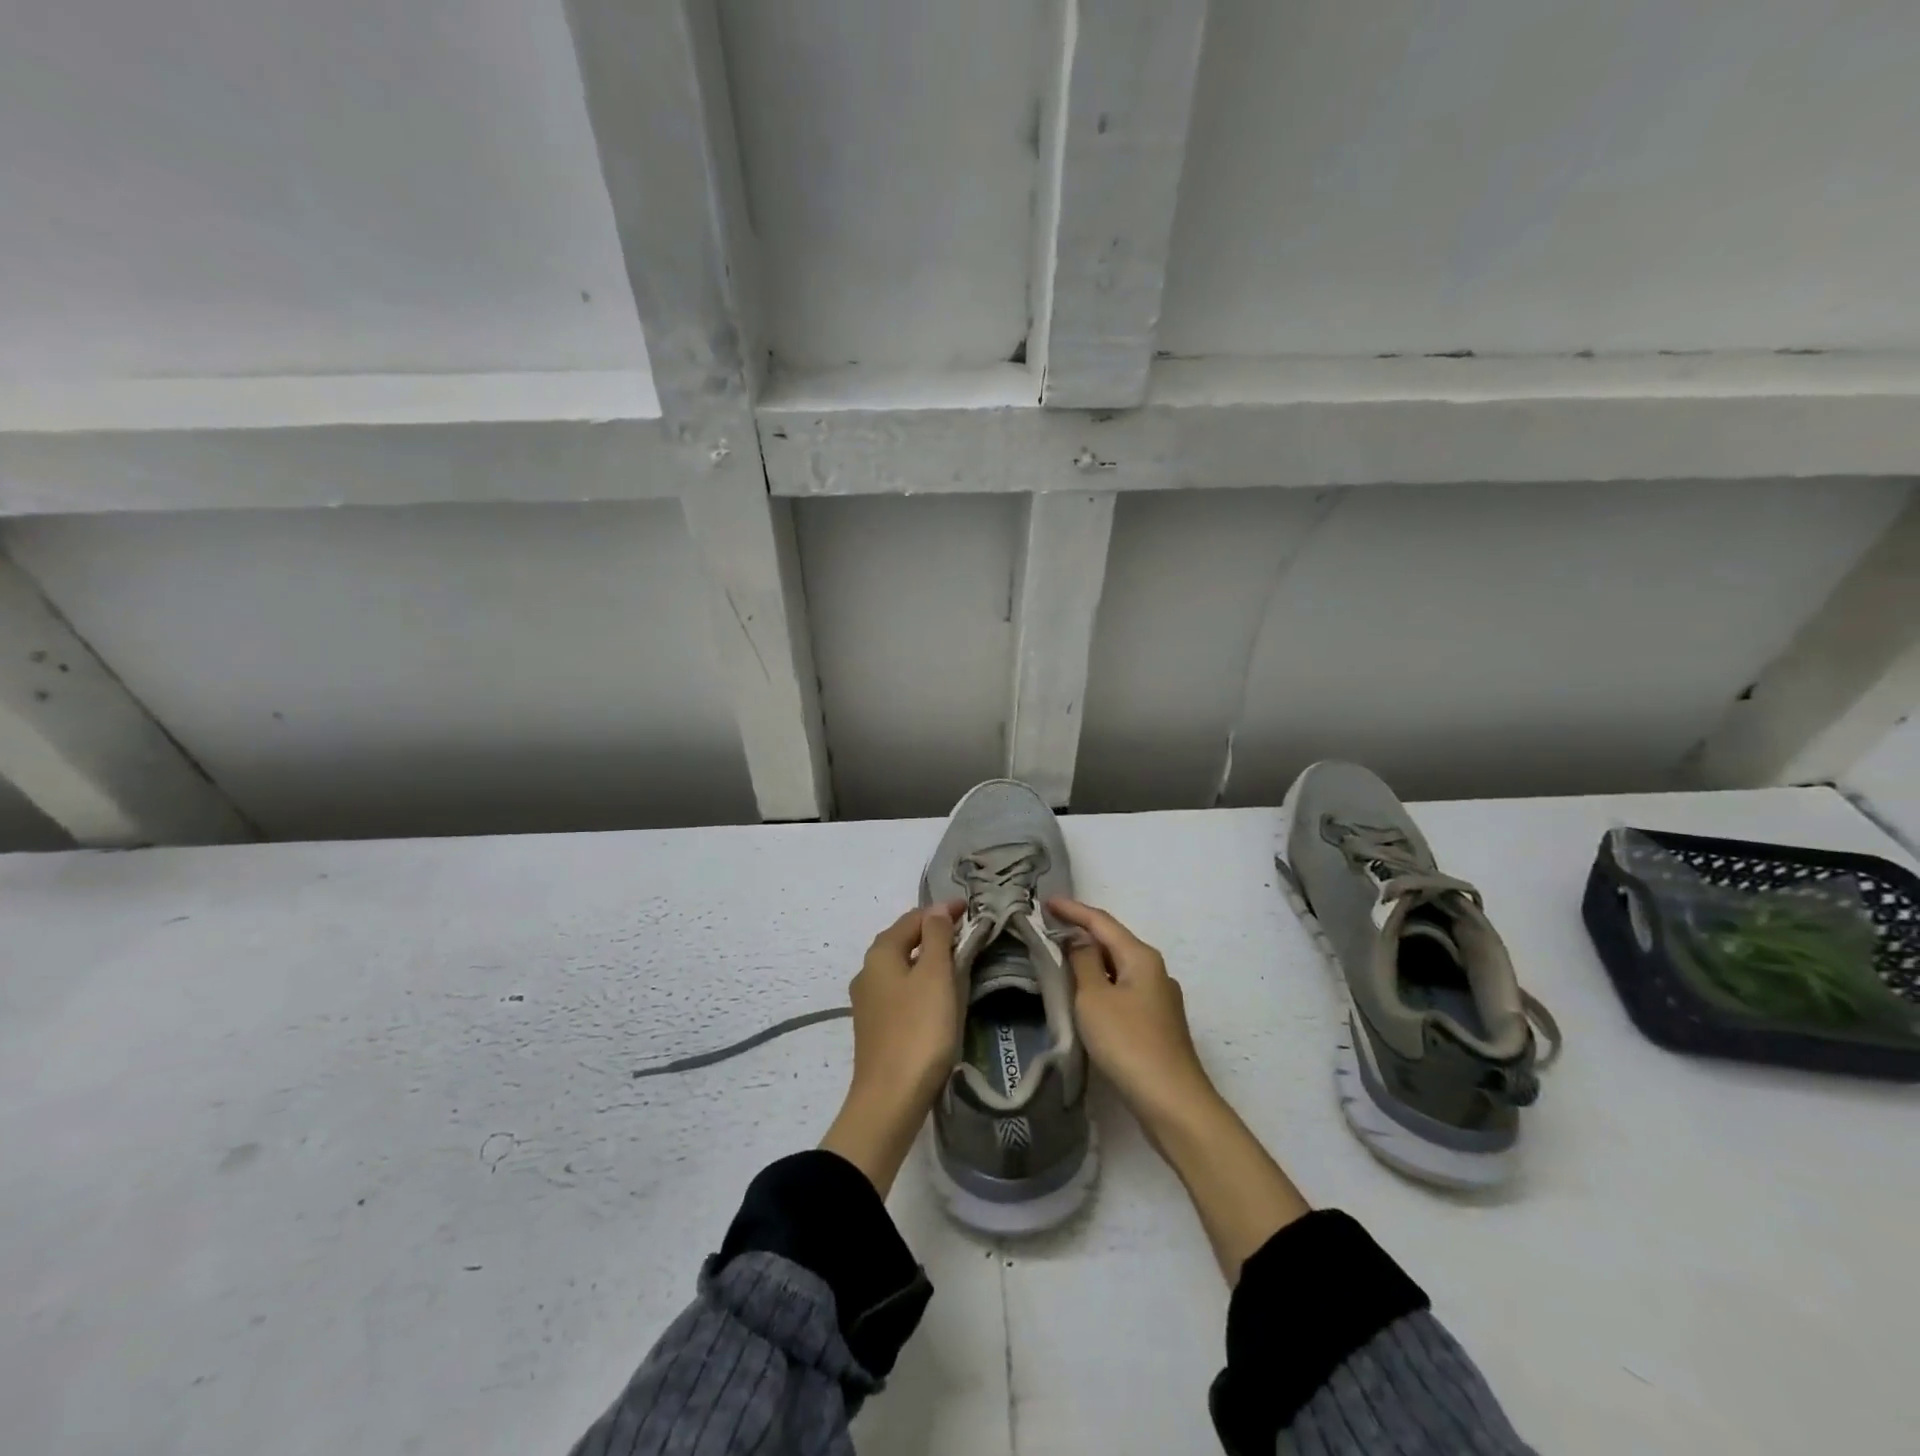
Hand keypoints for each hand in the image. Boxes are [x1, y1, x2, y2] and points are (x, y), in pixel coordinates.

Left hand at [820, 903, 961, 1195]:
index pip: (913, 919)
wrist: (890, 1099)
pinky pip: (901, 992)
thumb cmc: (919, 1029)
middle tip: (965, 933)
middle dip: (932, 933)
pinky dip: (921, 983)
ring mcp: (868, 1002)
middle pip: (903, 941)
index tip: (970, 910)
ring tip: (956, 962)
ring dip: (927, 959)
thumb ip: (937, 936)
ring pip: (901, 967)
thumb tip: (938, 908)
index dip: (942, 911)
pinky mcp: (876, 1027)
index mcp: (880, 954)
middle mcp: (868, 972)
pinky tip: (937, 997)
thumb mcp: (935, 975)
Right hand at [1048, 898, 1218, 1128]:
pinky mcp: (1156, 1023)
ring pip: (1118, 967)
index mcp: (1141, 957)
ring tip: (1061, 959)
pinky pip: (1122, 990)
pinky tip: (1086, 996)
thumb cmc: (1128, 1043)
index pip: (1101, 921)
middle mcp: (1155, 970)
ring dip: (1091, 960)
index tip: (1045, 901)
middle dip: (1082, 933)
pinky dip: (1101, 984)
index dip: (1072, 910)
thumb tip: (1078, 941)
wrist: (1172, 1102)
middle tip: (1049, 929)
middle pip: (1113, 942)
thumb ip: (1083, 962)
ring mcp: (1159, 998)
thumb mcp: (1094, 998)